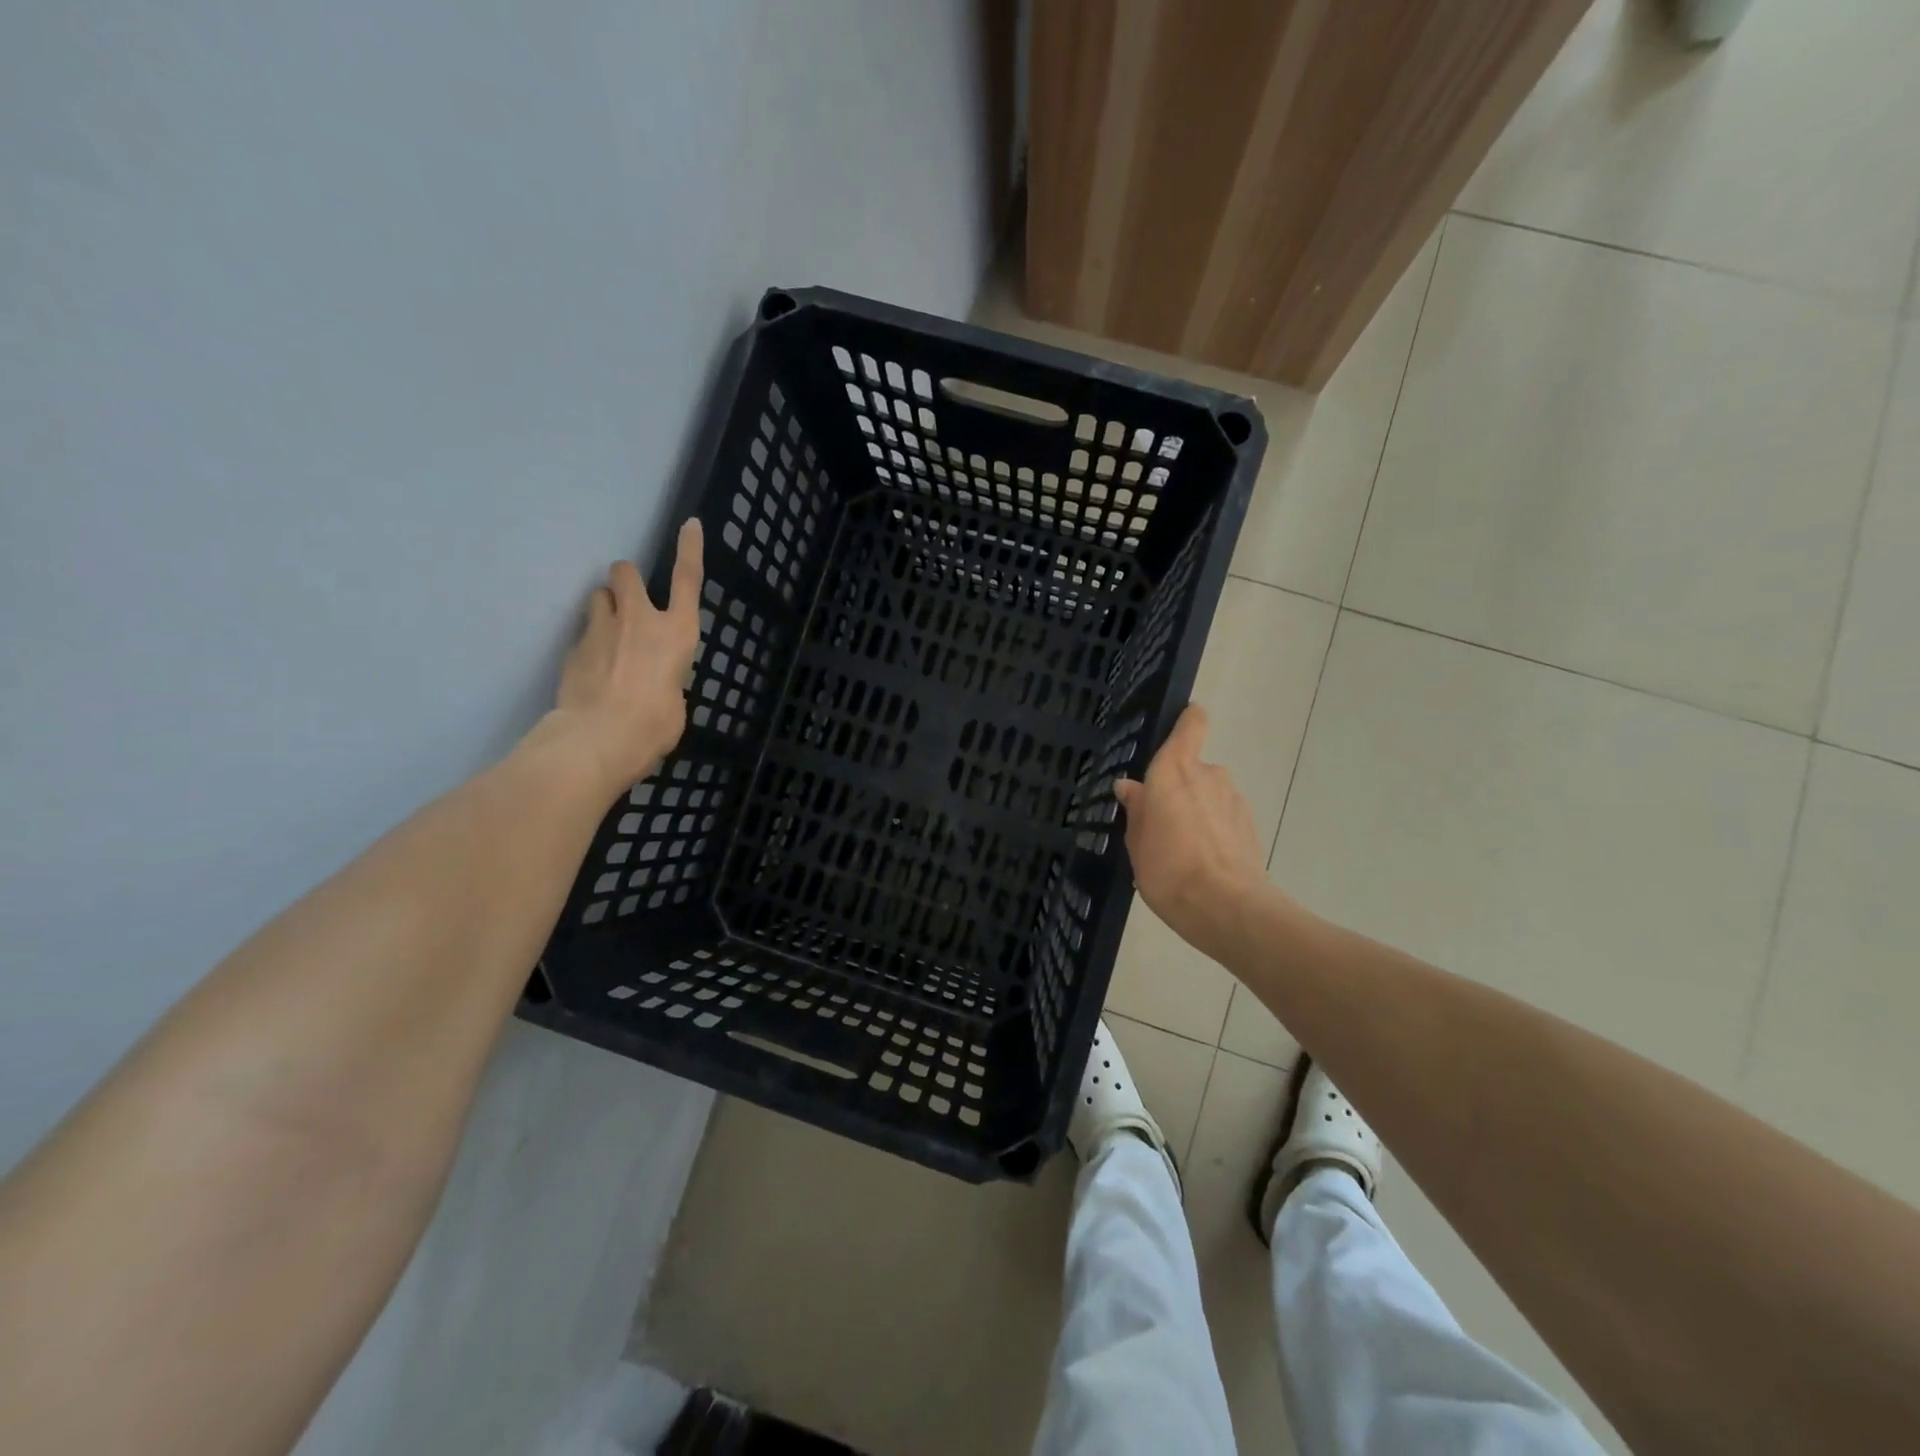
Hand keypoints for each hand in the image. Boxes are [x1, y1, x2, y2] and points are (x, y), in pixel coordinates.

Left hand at [553, 519, 703, 792]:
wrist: (598, 738)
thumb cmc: (653, 726)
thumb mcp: (676, 703)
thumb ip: (668, 680)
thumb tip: (655, 682)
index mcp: (678, 633)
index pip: (688, 579)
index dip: (690, 548)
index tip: (688, 524)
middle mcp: (641, 620)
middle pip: (626, 572)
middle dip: (626, 580)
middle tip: (627, 601)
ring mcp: (602, 629)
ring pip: (598, 596)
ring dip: (605, 608)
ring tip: (607, 637)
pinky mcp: (574, 647)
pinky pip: (583, 633)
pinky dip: (589, 644)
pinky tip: (592, 672)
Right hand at [1114, 704, 1274, 959]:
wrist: (1225, 907)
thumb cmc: (1167, 867)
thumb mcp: (1136, 839)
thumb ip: (1136, 808)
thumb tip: (1129, 786)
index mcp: (1174, 770)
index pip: (1191, 725)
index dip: (1188, 720)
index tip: (1180, 725)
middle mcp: (1208, 774)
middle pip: (1194, 768)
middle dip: (1180, 788)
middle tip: (1160, 821)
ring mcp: (1233, 799)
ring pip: (1210, 795)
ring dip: (1198, 811)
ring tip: (1181, 848)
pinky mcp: (1250, 825)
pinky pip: (1224, 817)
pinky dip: (1214, 831)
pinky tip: (1202, 861)